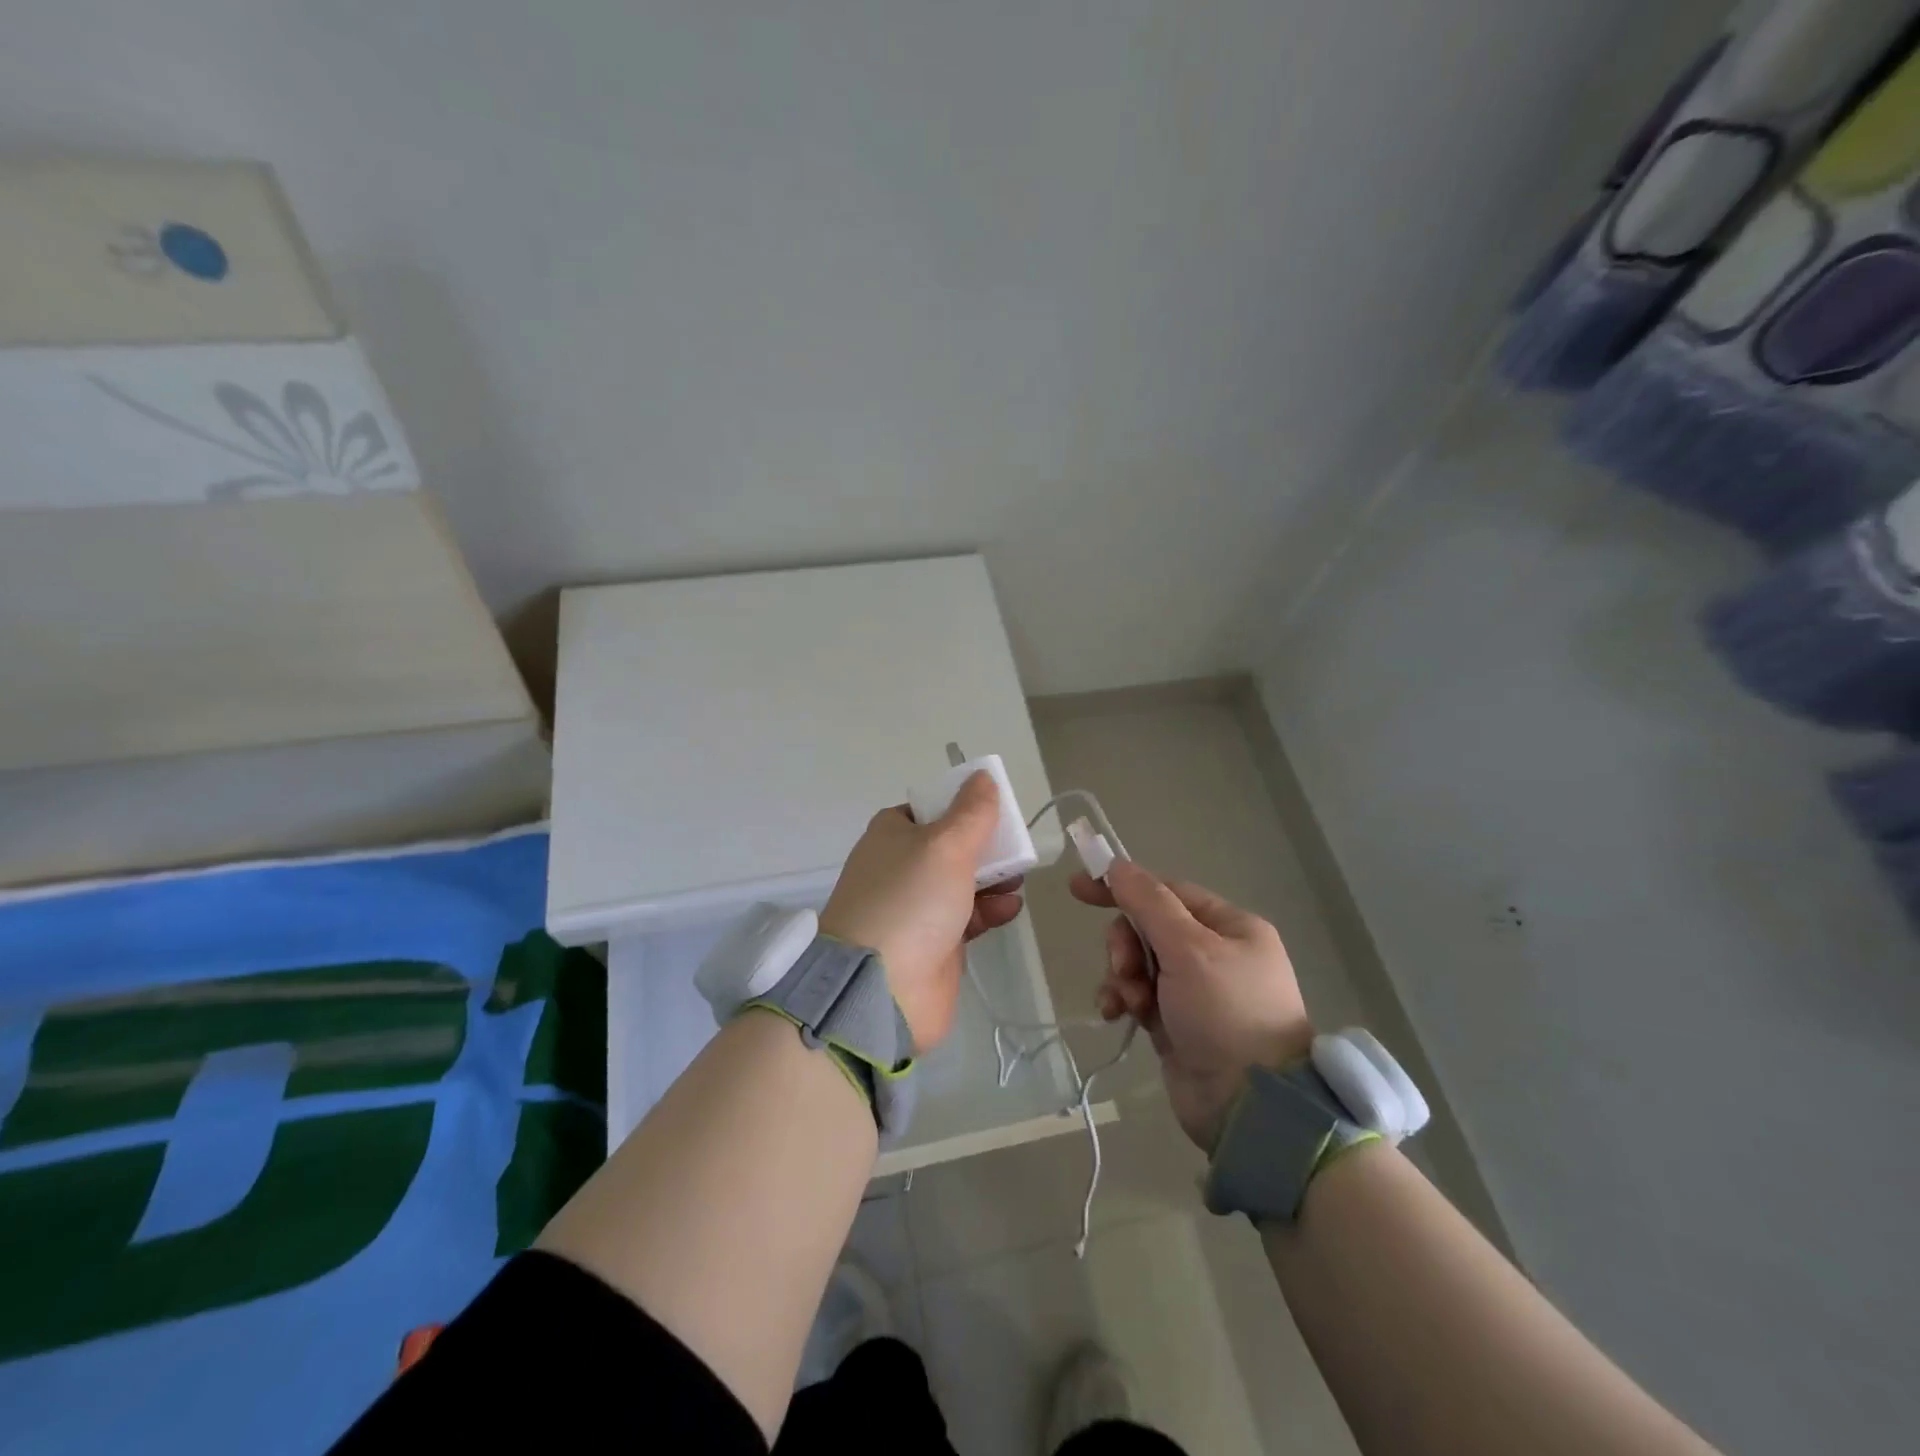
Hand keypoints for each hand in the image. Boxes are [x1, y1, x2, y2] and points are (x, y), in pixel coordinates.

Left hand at [821, 770, 1023, 1050]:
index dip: (961, 806)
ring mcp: (916, 907)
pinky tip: (1009, 909)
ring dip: (994, 878)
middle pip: (952, 845)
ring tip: (1015, 882)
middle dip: (986, 846)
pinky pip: (969, 916)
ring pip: (964, 882)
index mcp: (892, 834)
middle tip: (1015, 850)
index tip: (993, 811)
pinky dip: (990, 910)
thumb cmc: (910, 900)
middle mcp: (901, 867)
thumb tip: (982, 777)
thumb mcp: (945, 845)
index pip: (929, 808)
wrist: (880, 989)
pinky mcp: (934, 943)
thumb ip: (971, 812)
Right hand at [1072, 861, 1311, 1151]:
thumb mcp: (1189, 949)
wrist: (1249, 1108)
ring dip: (1124, 976)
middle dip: (1127, 945)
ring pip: (1138, 962)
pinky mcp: (1176, 1022)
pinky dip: (1124, 1000)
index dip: (1123, 887)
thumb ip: (1148, 902)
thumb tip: (1117, 865)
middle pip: (1148, 927)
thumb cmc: (1226, 1013)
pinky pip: (1138, 995)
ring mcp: (1195, 990)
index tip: (1079, 888)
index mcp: (1230, 926)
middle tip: (1125, 968)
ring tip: (1130, 1002)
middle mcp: (1215, 953)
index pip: (1166, 891)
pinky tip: (1117, 1014)